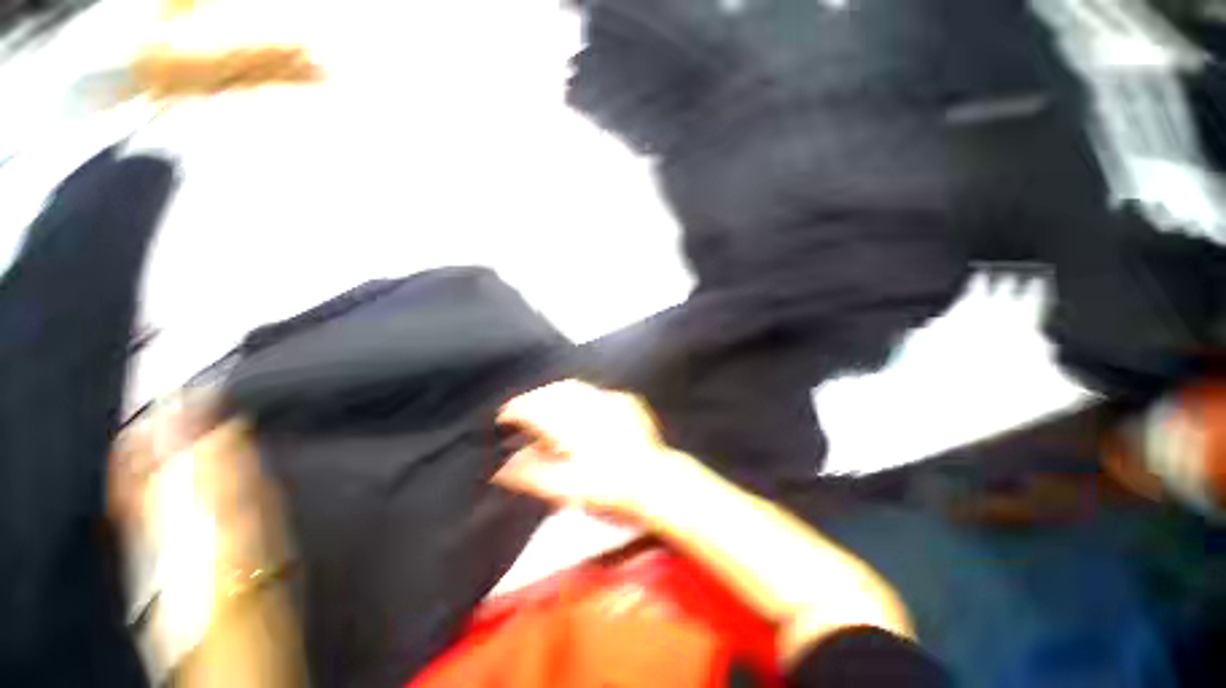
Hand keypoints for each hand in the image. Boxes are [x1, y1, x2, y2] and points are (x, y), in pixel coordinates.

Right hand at [494, 380, 699, 517]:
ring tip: (546, 403)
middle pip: (554, 392)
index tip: (504, 416)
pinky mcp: (628, 402)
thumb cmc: (611, 491)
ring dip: (556, 392)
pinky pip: (598, 392)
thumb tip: (503, 467)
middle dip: (535, 398)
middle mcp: (591, 406)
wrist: (657, 483)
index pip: (535, 408)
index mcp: (573, 426)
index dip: (516, 410)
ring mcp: (612, 401)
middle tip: (523, 408)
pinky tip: (581, 407)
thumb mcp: (567, 490)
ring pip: (575, 387)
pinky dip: (582, 396)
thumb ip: (532, 475)